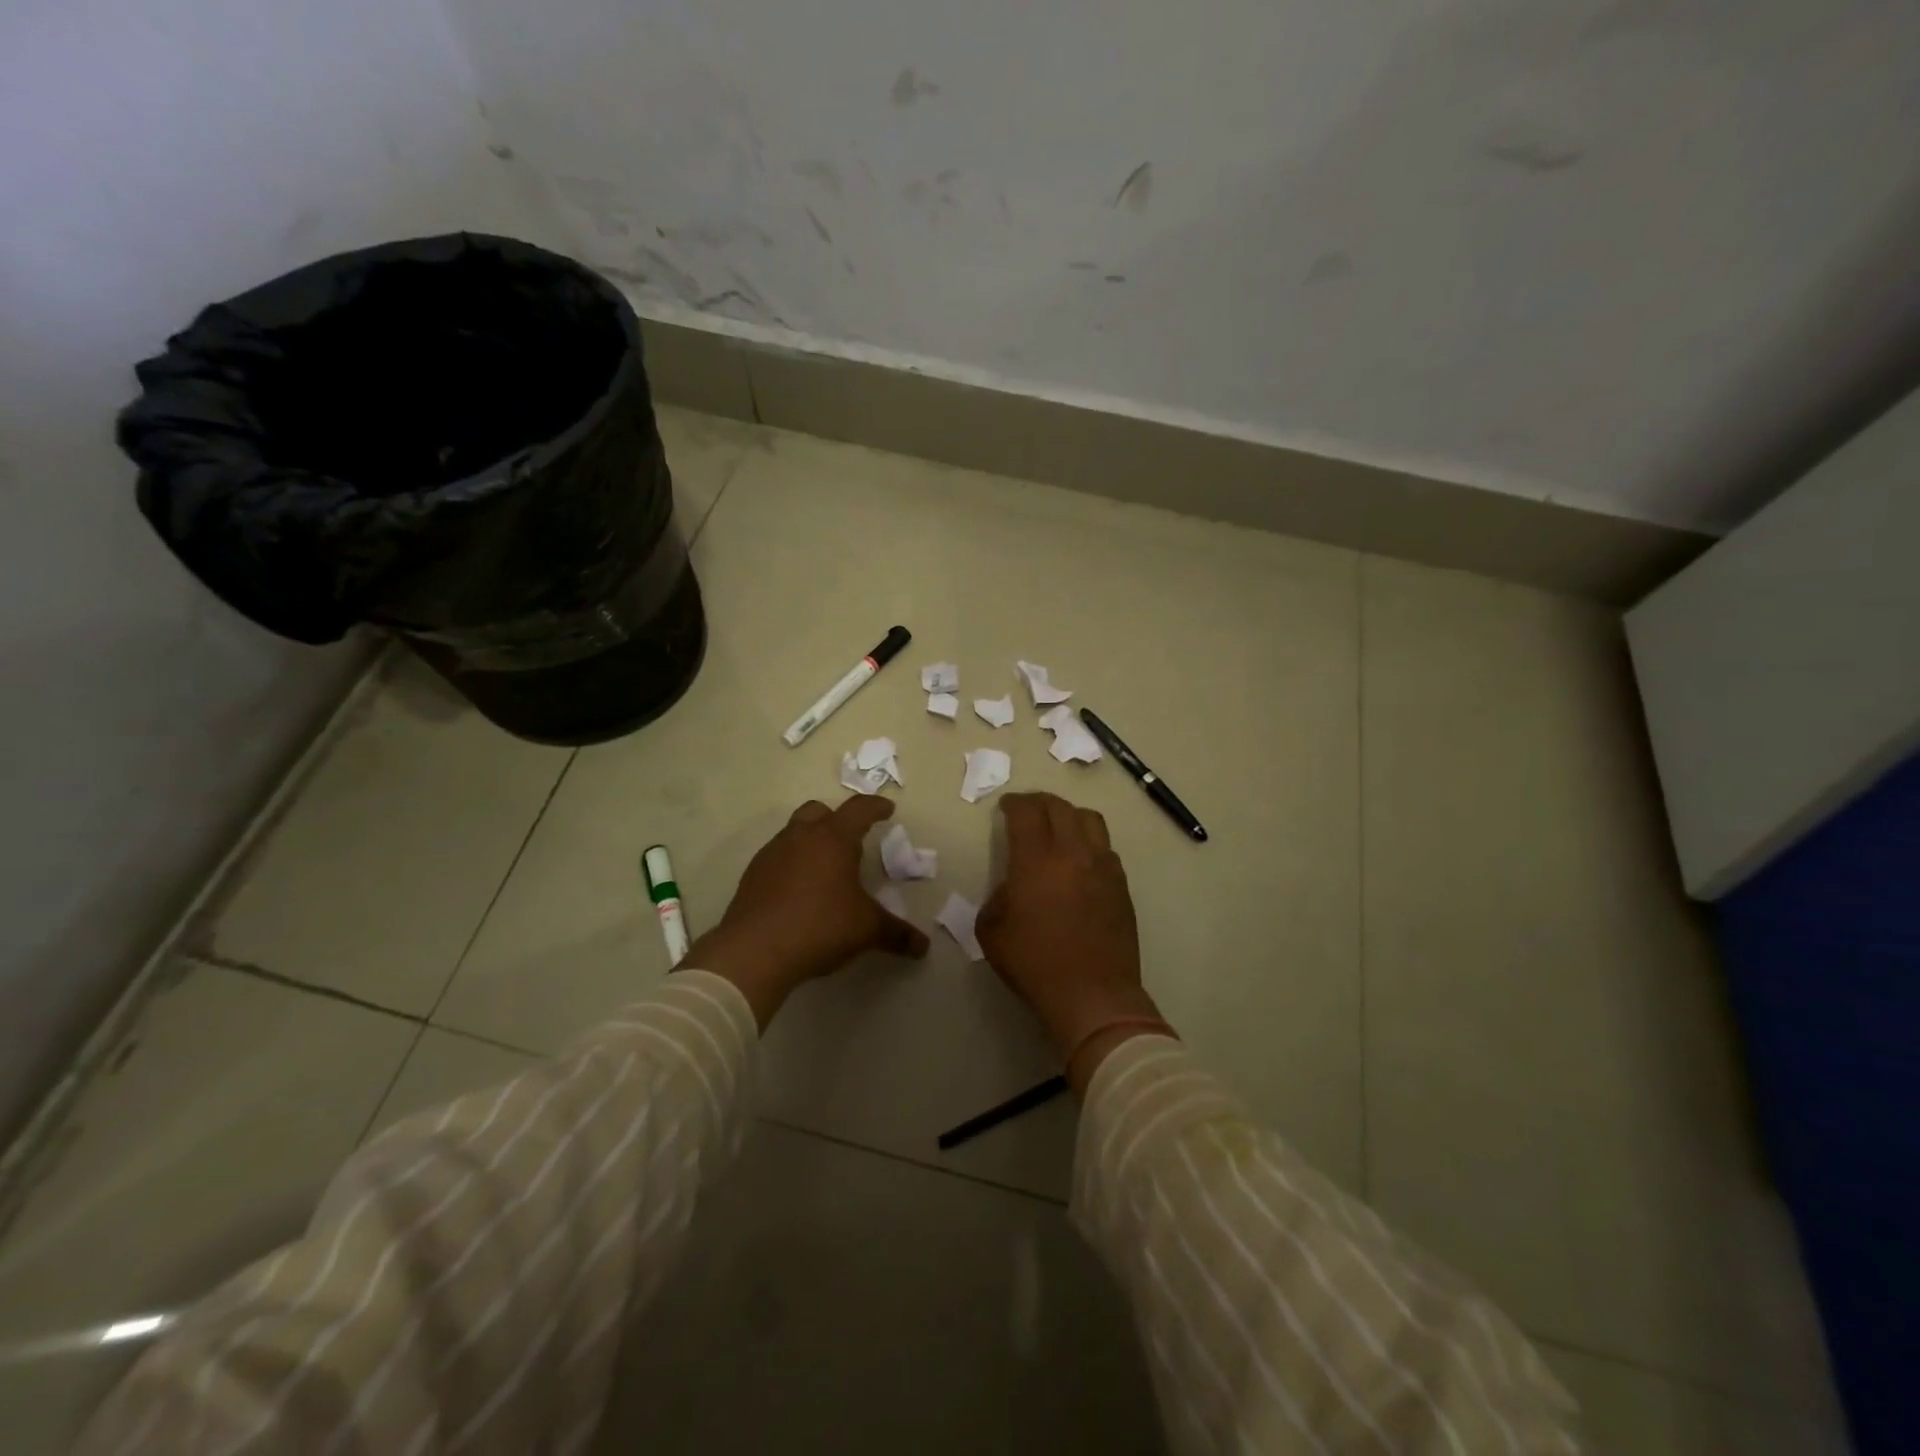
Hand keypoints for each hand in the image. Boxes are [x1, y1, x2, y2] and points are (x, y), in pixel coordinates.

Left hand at [687, 795, 929, 1025]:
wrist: (754, 951)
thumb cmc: (820, 927)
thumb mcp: (866, 930)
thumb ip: (897, 934)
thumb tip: (923, 947)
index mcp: (833, 838)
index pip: (859, 810)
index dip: (876, 807)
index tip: (887, 809)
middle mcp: (800, 837)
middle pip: (819, 810)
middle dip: (837, 818)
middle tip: (851, 838)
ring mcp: (772, 854)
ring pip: (794, 832)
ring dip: (811, 840)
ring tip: (825, 866)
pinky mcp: (752, 875)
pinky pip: (777, 857)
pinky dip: (792, 863)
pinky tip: (799, 890)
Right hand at [976, 792, 1164, 1087]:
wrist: (1093, 994)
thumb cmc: (1035, 964)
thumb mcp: (992, 932)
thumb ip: (997, 898)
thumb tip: (1012, 887)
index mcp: (1036, 861)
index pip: (1026, 813)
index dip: (1014, 803)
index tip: (1006, 806)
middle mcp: (1073, 853)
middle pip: (1059, 807)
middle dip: (1039, 802)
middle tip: (1028, 810)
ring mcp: (1103, 866)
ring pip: (1090, 819)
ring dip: (1069, 815)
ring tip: (1058, 826)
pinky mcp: (1121, 884)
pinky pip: (1105, 847)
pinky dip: (1089, 841)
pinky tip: (1080, 859)